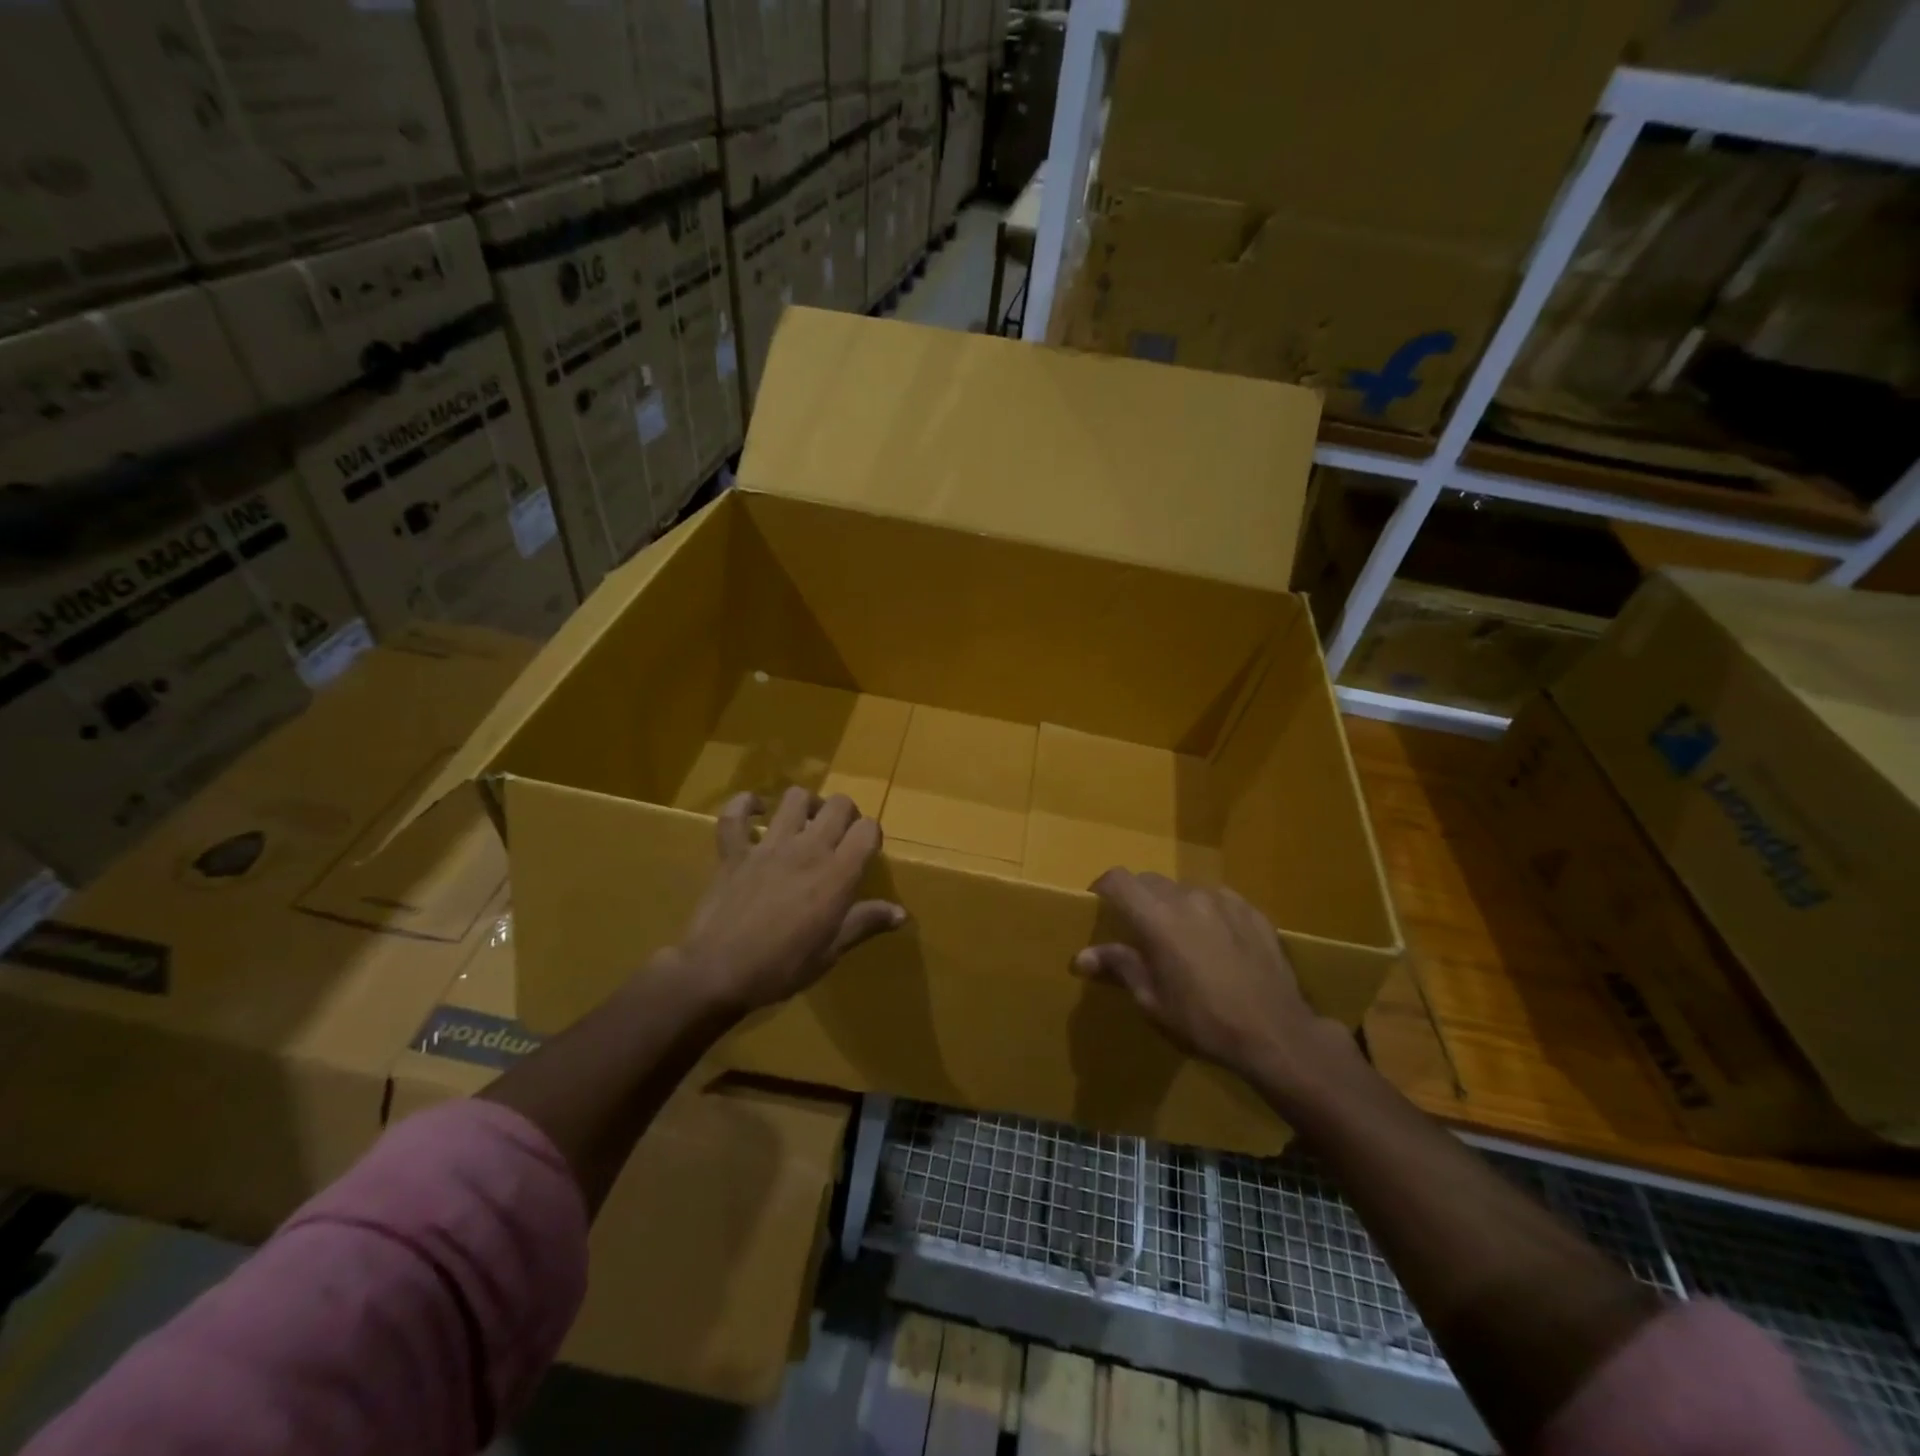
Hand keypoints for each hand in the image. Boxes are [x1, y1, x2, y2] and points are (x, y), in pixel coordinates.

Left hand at [676, 787, 904, 1014]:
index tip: (866, 852)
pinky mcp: (734, 851)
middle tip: (840, 836)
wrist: (718, 973)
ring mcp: (768, 846)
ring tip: (806, 822)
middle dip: (846, 814)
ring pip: (794, 798)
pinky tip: (757, 812)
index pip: (868, 830)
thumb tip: (901, 913)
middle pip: (839, 805)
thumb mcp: (831, 951)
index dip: (871, 835)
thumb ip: (865, 923)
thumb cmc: (782, 967)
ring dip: (806, 804)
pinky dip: (746, 806)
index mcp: (837, 874)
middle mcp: (807, 849)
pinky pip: (736, 814)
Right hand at [1075, 870, 1340, 1086]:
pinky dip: (1208, 913)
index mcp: (1157, 918)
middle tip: (1140, 933)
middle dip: (1139, 900)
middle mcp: (1188, 897)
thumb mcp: (1153, 1001)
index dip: (1104, 888)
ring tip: (1183, 940)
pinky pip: (1218, 900)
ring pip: (1185, 890)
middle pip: (1150, 882)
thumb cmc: (1204, 1021)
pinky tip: (1218, 945)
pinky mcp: (1252, 910)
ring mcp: (1224, 900)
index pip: (1118, 879)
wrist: (1276, 1033)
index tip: (1100, 907)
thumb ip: (1119, 967)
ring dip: (1175, 907)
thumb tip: (1081, 957)